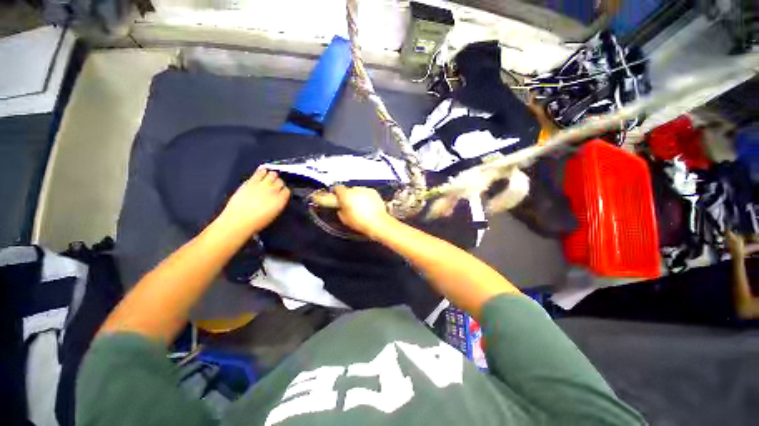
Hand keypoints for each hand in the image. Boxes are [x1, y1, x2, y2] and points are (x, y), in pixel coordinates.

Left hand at [221, 167, 289, 234]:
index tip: (280, 192)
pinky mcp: (251, 182)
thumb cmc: (257, 222)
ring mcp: (262, 185)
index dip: (283, 191)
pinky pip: (259, 173)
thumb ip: (278, 203)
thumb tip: (279, 197)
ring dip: (272, 176)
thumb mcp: (274, 214)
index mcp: (281, 201)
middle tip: (274, 185)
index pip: (287, 191)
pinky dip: (262, 170)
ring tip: (270, 177)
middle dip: (278, 183)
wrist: (238, 221)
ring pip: (272, 175)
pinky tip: (263, 170)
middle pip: (280, 182)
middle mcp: (273, 191)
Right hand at [333, 186, 392, 237]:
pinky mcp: (374, 192)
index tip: (337, 196)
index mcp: (346, 195)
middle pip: (349, 189)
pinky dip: (366, 197)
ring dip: (358, 196)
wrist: (377, 222)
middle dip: (349, 196)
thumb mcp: (344, 219)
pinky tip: (368, 206)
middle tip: (350, 205)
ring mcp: (365, 190)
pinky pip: (367, 192)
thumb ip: (340, 210)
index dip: (336, 193)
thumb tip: (341, 209)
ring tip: (360, 207)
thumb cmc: (361, 222)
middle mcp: (355, 189)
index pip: (337, 188)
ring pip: (358, 190)